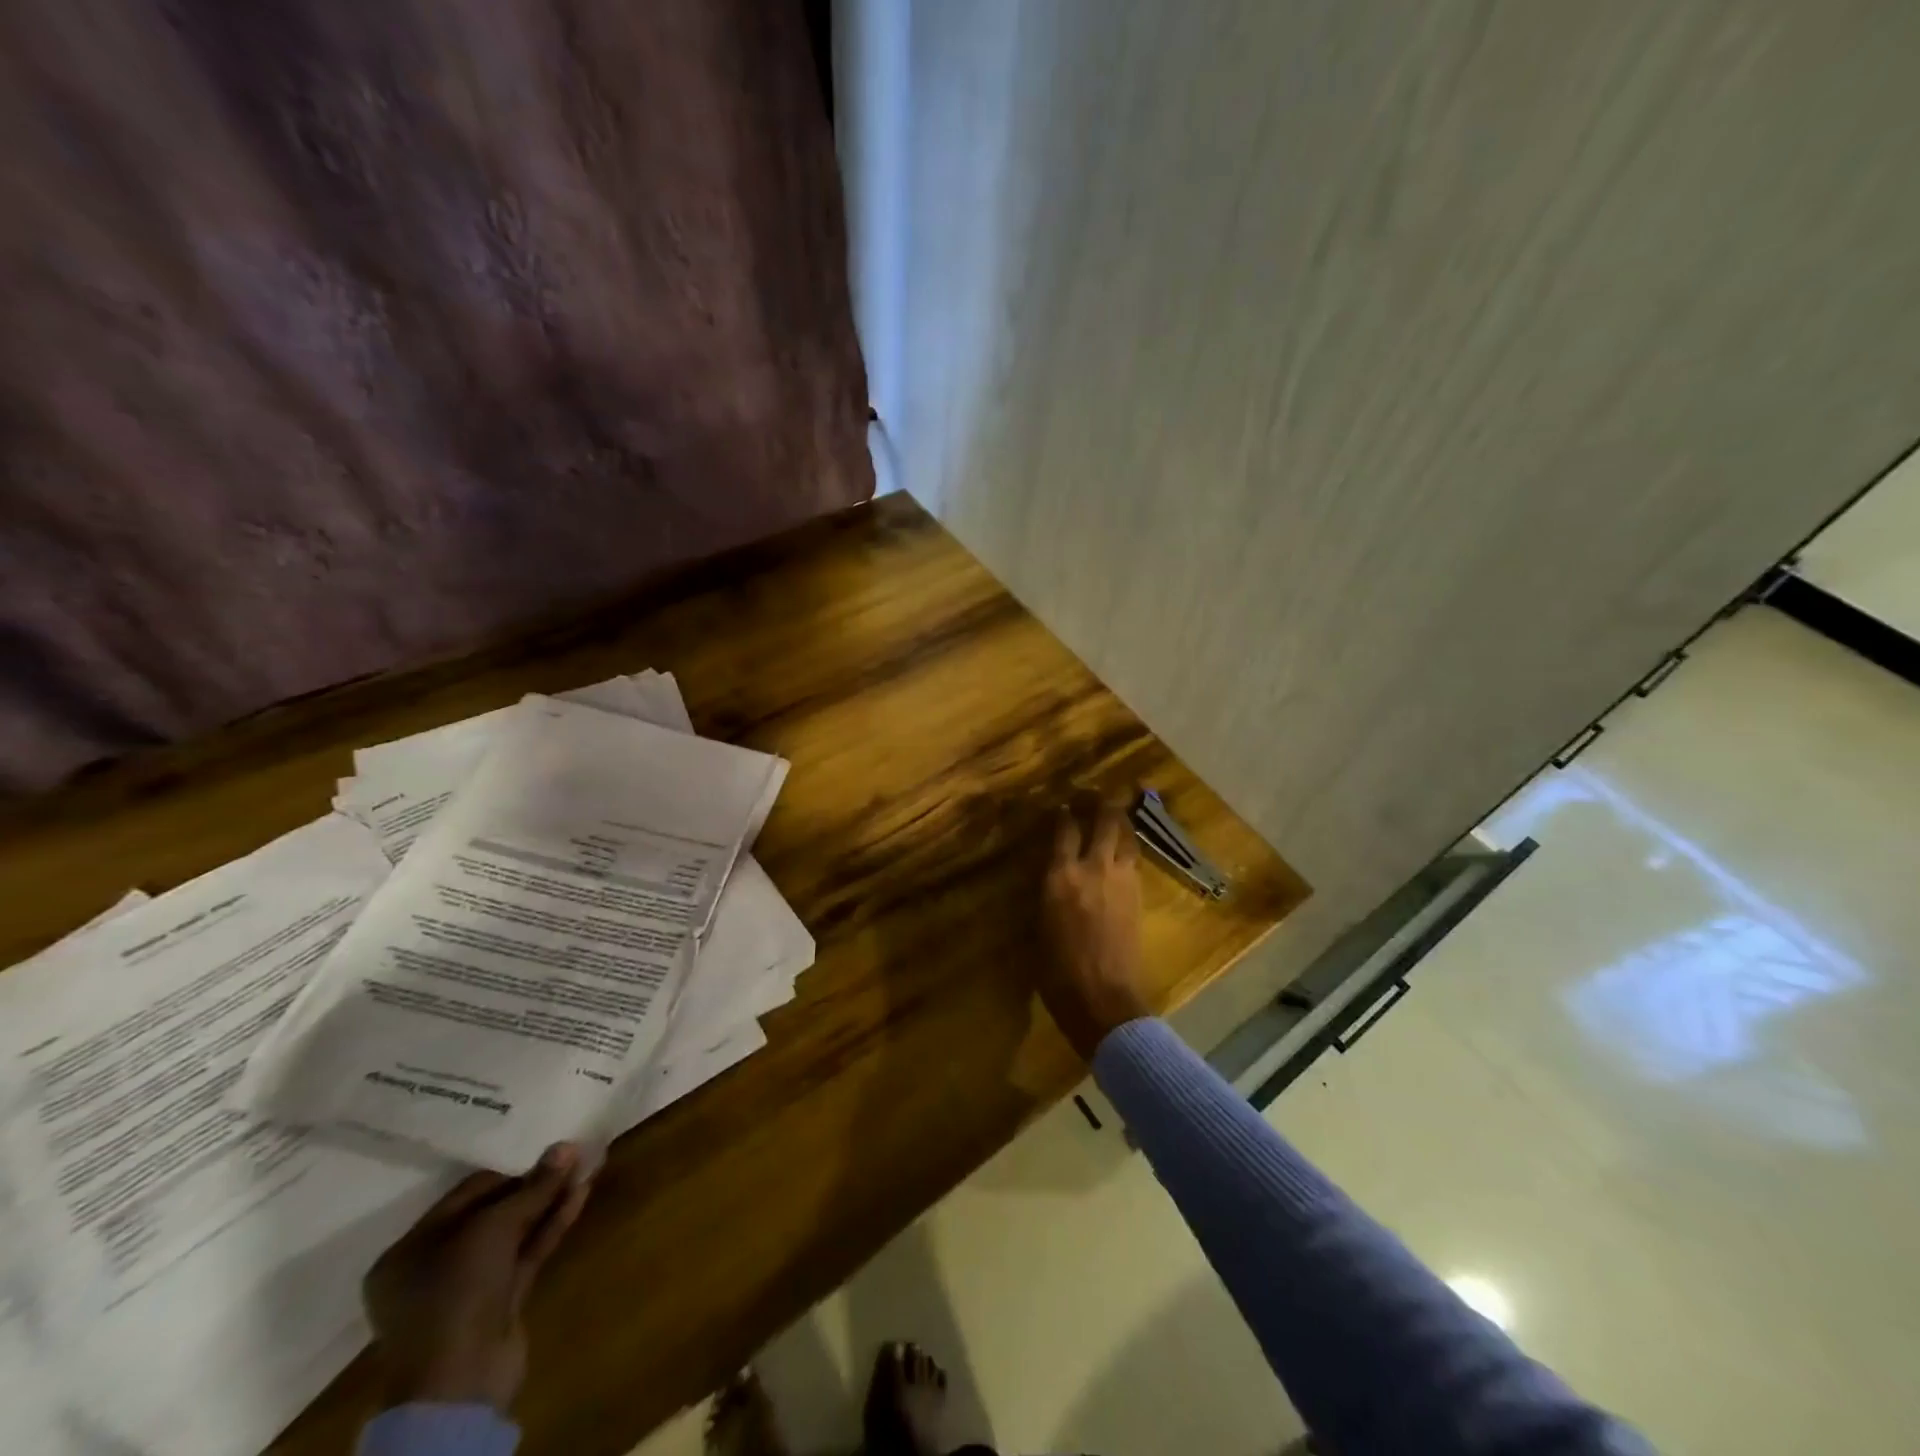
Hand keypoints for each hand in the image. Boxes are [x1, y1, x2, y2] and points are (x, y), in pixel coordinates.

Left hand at [364, 1142, 594, 1412]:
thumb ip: (533, 1186)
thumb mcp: (494, 1228)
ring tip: (586, 1167)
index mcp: (409, 1251)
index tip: (548, 1151)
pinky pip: (526, 1253)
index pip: (465, 1195)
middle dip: (534, 1184)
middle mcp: (433, 1267)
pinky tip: (581, 1195)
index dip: (510, 1170)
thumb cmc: (457, 1294)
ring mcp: (467, 1287)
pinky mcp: (499, 1301)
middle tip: (572, 1156)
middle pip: (492, 1212)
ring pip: (514, 1232)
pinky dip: (551, 1225)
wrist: (461, 1383)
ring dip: (549, 1201)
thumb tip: (567, 1147)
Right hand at [1040, 795, 1151, 1059]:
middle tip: (1091, 795)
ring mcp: (1122, 879)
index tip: (1060, 805)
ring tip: (1111, 815)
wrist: (1103, 999)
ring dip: (1119, 820)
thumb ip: (1048, 891)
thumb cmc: (1058, 971)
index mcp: (1062, 876)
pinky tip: (1121, 850)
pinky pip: (1134, 858)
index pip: (1064, 828)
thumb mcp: (1039, 926)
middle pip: (1104, 819)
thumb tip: (1051, 873)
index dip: (1062, 812)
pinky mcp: (1139, 895)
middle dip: (1099, 801)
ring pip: (1126, 835)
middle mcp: (1094, 867)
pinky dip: (1127, 846)